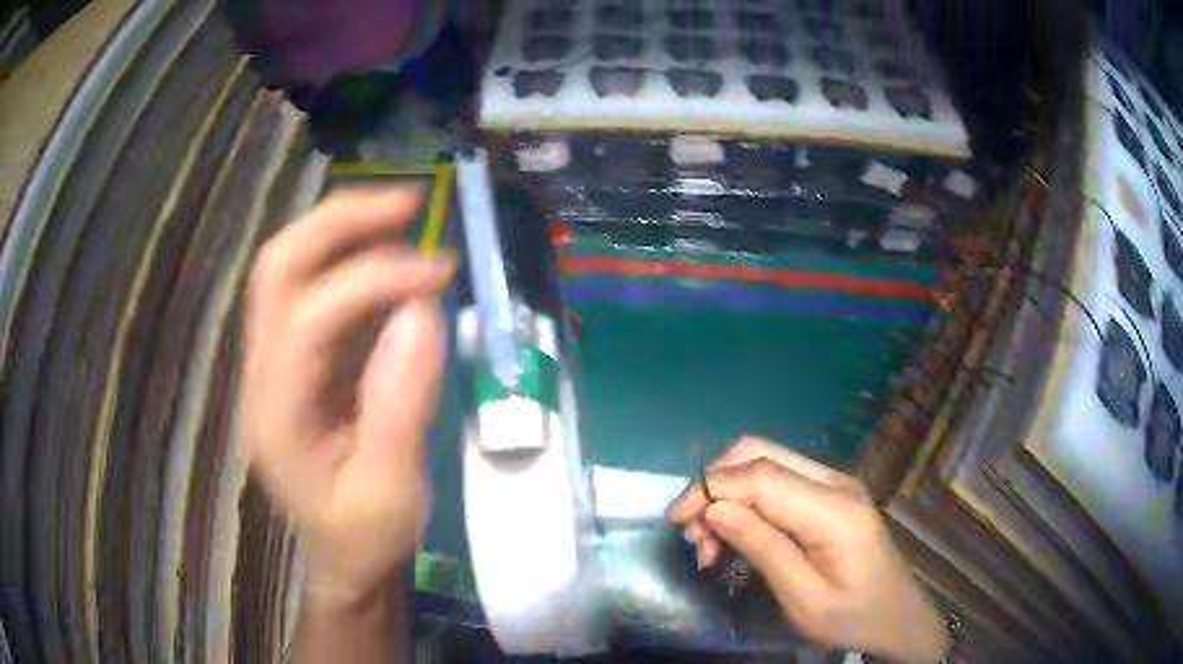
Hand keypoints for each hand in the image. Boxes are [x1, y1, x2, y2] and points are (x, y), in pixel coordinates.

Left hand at [240, 189, 454, 606]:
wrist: (343, 557)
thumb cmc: (366, 536)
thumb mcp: (393, 490)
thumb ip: (402, 404)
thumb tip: (421, 310)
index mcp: (276, 416)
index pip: (309, 318)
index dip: (373, 281)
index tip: (440, 272)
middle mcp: (260, 376)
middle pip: (277, 269)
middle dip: (339, 223)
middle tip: (408, 204)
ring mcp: (270, 363)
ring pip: (286, 268)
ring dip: (341, 229)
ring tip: (402, 215)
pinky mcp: (291, 360)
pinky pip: (308, 289)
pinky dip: (347, 258)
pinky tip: (387, 254)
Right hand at [668, 437, 950, 663]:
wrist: (898, 617)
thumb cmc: (852, 616)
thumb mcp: (802, 597)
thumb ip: (762, 547)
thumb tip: (714, 508)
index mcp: (834, 510)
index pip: (761, 476)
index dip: (711, 488)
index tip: (676, 521)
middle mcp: (835, 482)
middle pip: (761, 453)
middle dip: (715, 485)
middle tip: (694, 534)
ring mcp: (836, 484)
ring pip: (766, 462)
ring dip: (728, 492)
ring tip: (710, 544)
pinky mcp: (831, 495)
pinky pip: (779, 480)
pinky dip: (747, 499)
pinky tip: (737, 534)